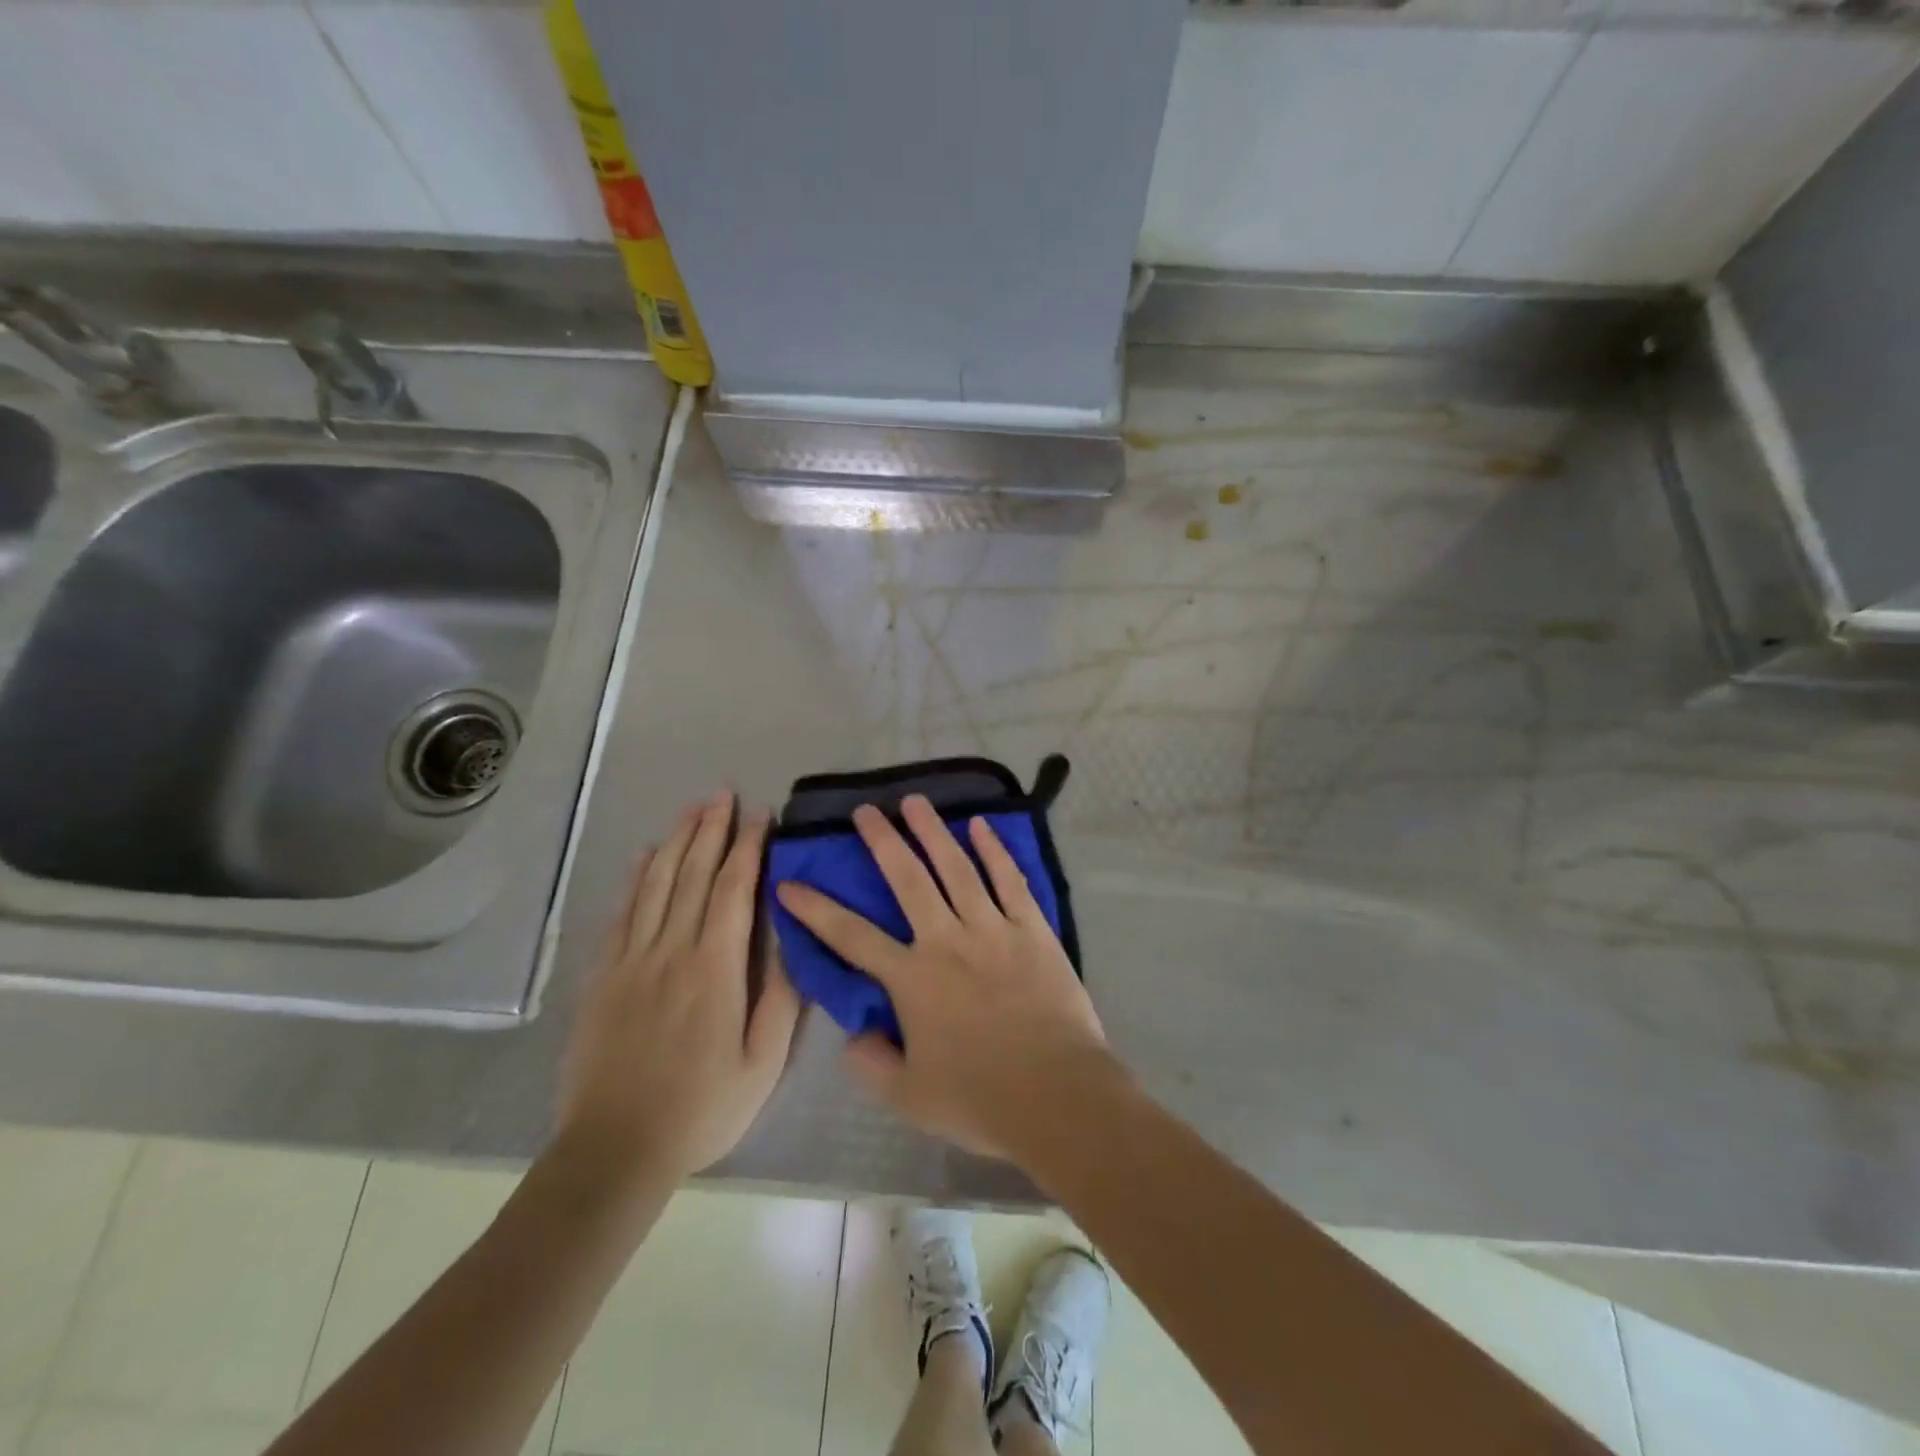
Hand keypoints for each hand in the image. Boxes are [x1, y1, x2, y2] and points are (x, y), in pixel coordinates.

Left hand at [558, 790, 801, 1184]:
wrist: (613, 1150)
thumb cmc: (701, 1108)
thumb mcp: (762, 1062)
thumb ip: (781, 997)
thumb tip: (792, 937)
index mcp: (714, 969)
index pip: (732, 890)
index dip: (748, 847)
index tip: (760, 814)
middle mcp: (670, 951)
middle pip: (692, 875)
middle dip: (710, 830)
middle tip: (723, 793)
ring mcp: (630, 961)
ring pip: (655, 885)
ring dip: (676, 841)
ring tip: (691, 809)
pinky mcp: (602, 977)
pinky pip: (621, 914)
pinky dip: (636, 878)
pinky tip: (645, 856)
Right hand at [775, 795, 1107, 1159]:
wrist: (1057, 1095)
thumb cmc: (979, 1099)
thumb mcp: (908, 1097)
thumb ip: (870, 1064)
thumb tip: (853, 1036)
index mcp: (912, 978)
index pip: (851, 937)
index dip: (816, 909)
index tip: (790, 882)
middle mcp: (947, 941)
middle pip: (908, 879)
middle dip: (882, 841)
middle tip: (866, 810)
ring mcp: (993, 929)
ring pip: (957, 868)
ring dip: (933, 832)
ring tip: (915, 801)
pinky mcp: (1033, 930)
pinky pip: (1010, 881)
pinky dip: (994, 851)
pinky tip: (981, 826)